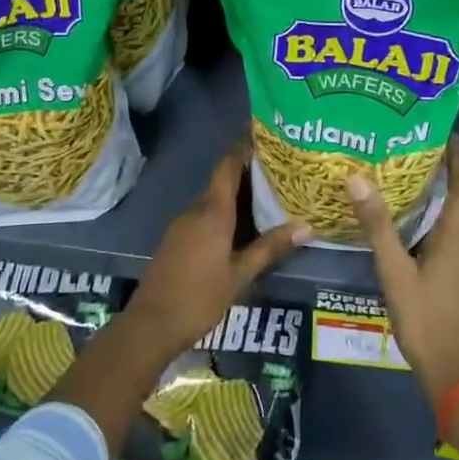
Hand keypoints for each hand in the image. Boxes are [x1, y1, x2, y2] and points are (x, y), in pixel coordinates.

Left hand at [124, 140, 308, 358]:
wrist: (152, 324)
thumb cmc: (199, 297)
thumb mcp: (240, 274)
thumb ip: (271, 248)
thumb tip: (306, 227)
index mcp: (212, 211)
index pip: (228, 166)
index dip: (243, 147)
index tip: (265, 135)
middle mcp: (196, 210)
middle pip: (223, 181)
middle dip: (249, 173)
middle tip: (280, 169)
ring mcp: (183, 225)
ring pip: (214, 200)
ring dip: (238, 194)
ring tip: (270, 195)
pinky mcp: (177, 239)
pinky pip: (205, 215)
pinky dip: (226, 212)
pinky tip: (244, 226)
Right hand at [349, 138, 458, 411]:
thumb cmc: (426, 319)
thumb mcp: (395, 271)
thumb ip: (377, 224)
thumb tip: (356, 177)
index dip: (457, 151)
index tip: (438, 127)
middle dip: (454, 165)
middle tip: (421, 145)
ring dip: (457, 188)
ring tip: (426, 173)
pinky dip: (458, 211)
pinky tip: (433, 218)